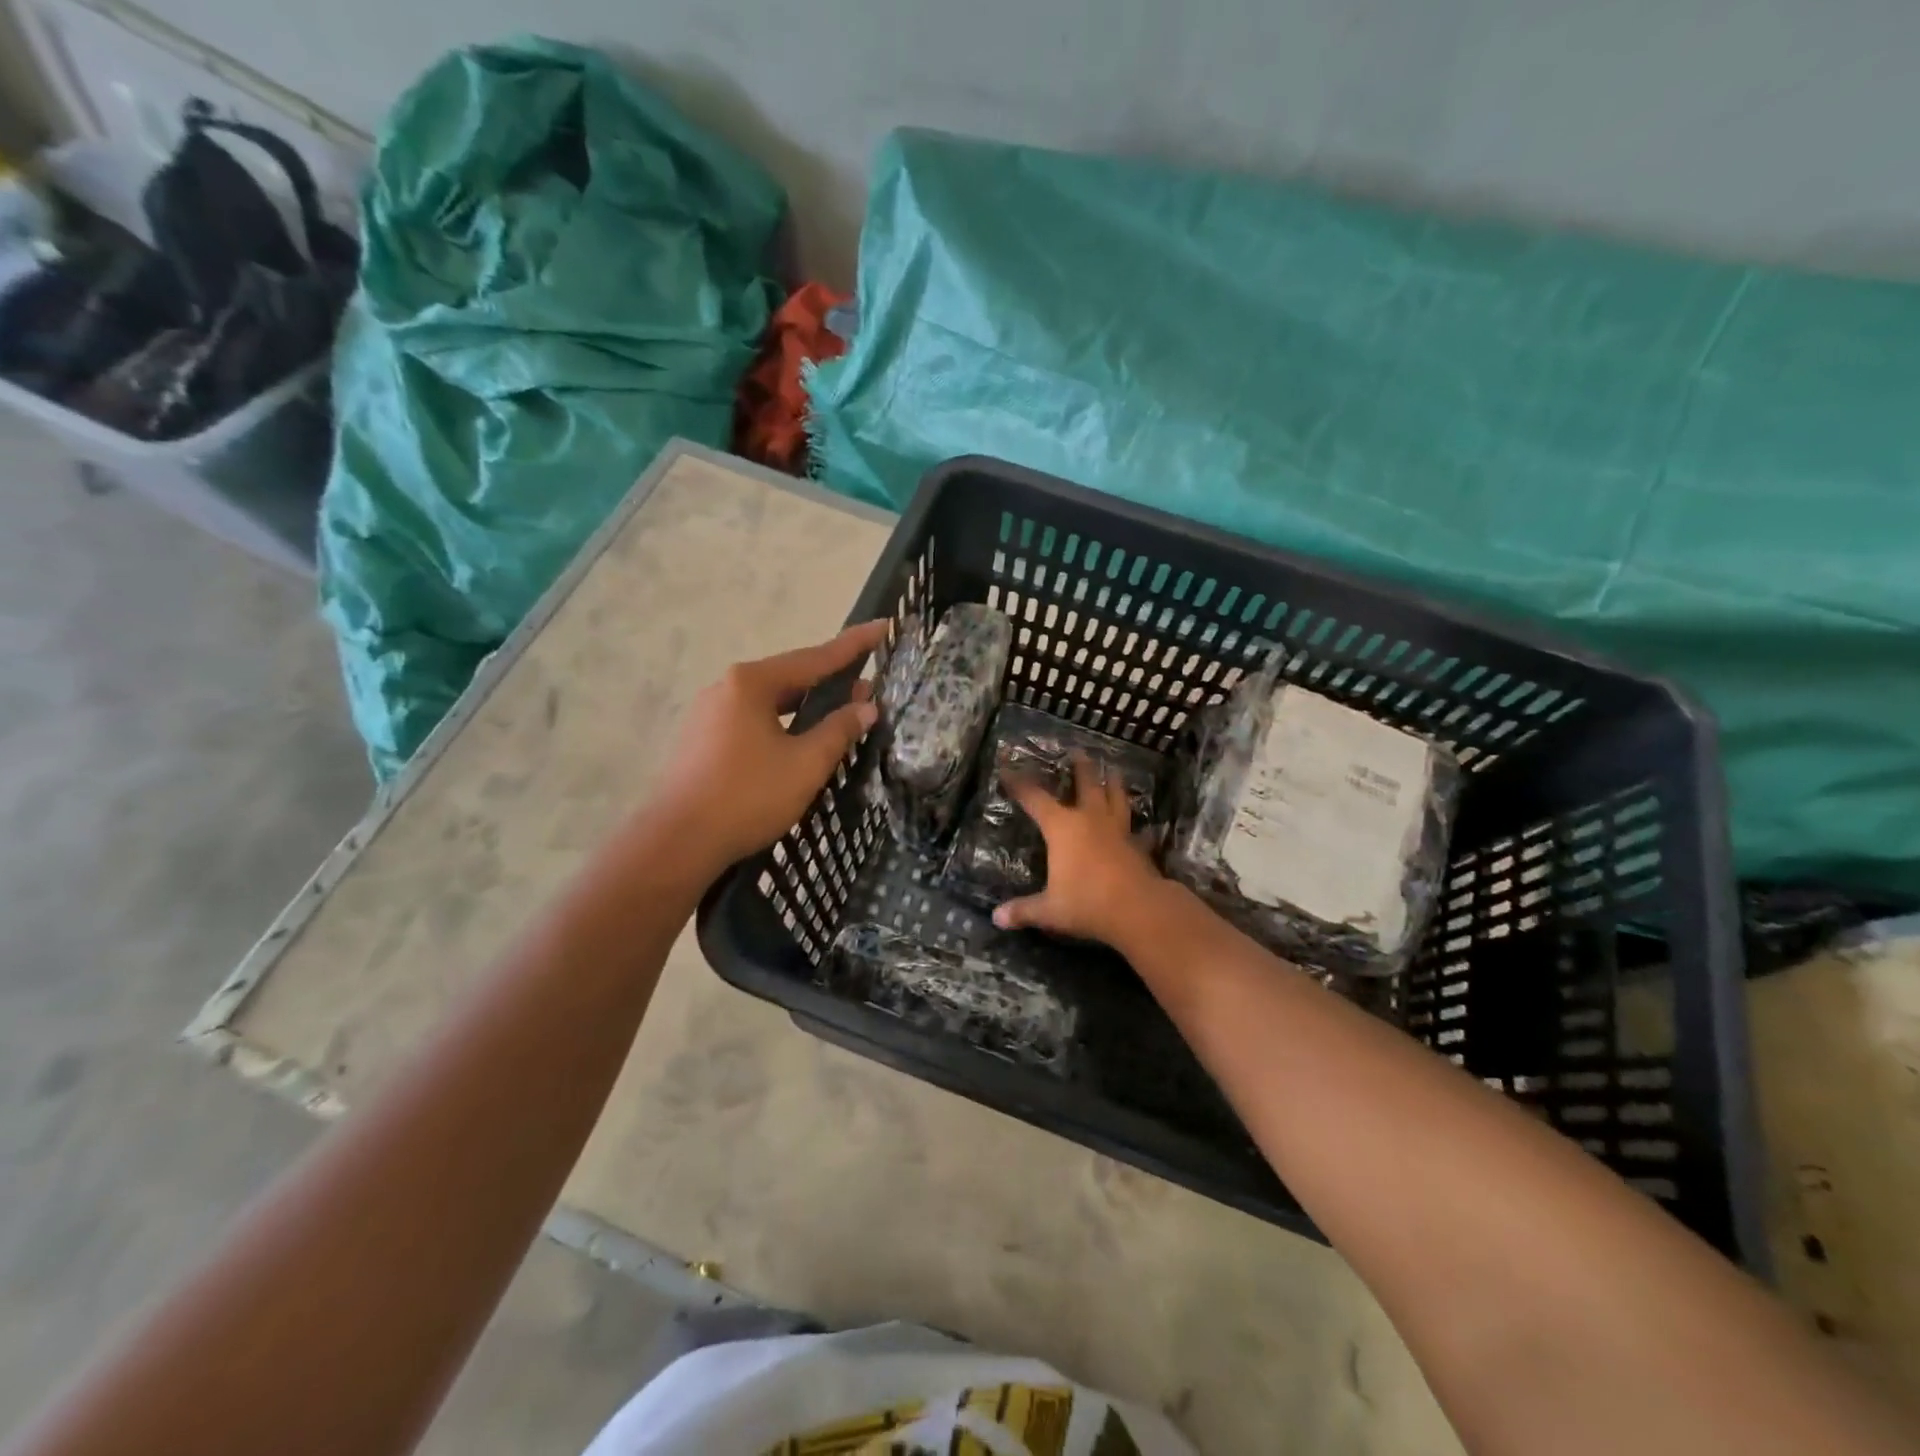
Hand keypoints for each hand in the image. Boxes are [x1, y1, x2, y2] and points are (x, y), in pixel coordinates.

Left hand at [653, 621, 888, 874]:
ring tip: (838, 714)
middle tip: (867, 688)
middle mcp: (726, 687)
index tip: (881, 626)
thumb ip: (839, 730)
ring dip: (805, 706)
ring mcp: (708, 713)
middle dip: (830, 681)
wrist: (677, 841)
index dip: (853, 645)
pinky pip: (752, 719)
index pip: (815, 657)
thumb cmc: (747, 796)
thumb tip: (866, 706)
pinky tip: (796, 740)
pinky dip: (782, 723)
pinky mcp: (701, 739)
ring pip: (770, 701)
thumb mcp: (806, 764)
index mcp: (752, 683)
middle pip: (789, 677)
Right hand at [992, 753, 1165, 943]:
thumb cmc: (1087, 903)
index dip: (1019, 784)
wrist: (1138, 910)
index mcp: (1062, 827)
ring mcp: (1118, 830)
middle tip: (1079, 751)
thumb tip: (997, 918)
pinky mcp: (1138, 846)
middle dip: (1081, 767)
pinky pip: (1138, 831)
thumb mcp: (1049, 910)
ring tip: (1114, 770)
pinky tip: (1143, 828)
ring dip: (1115, 783)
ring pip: (1117, 798)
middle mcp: (1090, 820)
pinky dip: (1139, 828)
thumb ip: (1024, 910)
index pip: (1035, 798)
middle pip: (1086, 784)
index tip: (1008, 770)